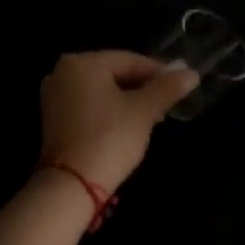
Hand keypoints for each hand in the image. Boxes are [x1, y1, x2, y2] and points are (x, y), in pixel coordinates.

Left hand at [38, 51, 197, 189]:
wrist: (72, 184)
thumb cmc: (110, 138)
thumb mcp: (144, 111)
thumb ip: (168, 88)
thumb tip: (191, 73)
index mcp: (83, 63)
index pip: (130, 60)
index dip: (159, 73)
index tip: (180, 86)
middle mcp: (63, 72)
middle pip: (114, 73)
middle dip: (143, 88)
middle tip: (167, 105)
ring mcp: (54, 96)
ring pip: (102, 90)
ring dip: (128, 100)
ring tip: (152, 117)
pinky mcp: (53, 118)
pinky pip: (88, 104)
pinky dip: (109, 110)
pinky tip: (127, 125)